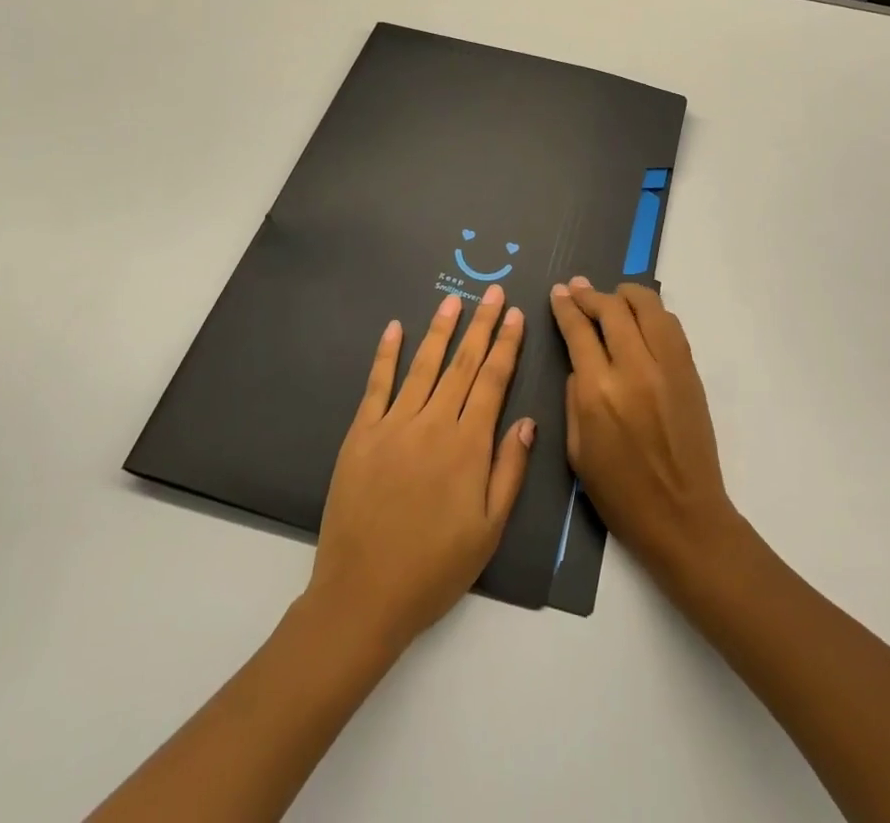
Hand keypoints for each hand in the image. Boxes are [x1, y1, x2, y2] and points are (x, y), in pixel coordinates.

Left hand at [308, 288, 534, 652]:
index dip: (506, 345)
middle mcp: (433, 424)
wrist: (363, 596)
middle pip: (462, 364)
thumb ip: (510, 471)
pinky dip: (386, 354)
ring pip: (423, 366)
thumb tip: (528, 421)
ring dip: (440, 330)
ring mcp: (393, 425)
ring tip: (454, 300)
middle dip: (481, 325)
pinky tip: (395, 328)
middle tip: (494, 292)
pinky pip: (377, 385)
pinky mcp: (361, 434)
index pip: (492, 381)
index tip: (516, 316)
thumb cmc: (435, 568)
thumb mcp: (489, 530)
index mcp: (467, 446)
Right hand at [550, 278, 738, 584]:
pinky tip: (641, 315)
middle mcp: (633, 369)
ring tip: (612, 295)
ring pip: (647, 307)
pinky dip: (653, 312)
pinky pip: (671, 326)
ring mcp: (667, 367)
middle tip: (578, 287)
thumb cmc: (620, 493)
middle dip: (590, 293)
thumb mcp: (576, 450)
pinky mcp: (689, 371)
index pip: (578, 331)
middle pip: (611, 310)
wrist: (683, 516)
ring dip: (625, 294)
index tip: (559, 292)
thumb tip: (580, 362)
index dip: (566, 307)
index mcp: (597, 392)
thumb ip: (573, 397)